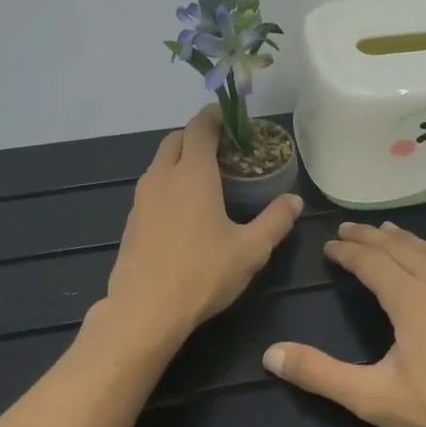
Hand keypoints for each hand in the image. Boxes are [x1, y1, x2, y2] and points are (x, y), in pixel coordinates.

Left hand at [97, 107, 303, 346]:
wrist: (145, 310)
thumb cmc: (202, 274)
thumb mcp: (251, 250)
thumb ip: (275, 221)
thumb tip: (294, 201)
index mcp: (192, 174)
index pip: (200, 128)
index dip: (214, 116)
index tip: (230, 116)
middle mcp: (162, 177)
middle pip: (175, 139)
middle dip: (197, 136)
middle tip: (223, 149)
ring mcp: (141, 199)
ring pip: (159, 163)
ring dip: (180, 160)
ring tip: (206, 178)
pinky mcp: (131, 221)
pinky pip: (151, 188)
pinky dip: (168, 183)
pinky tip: (184, 210)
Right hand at [263, 220, 425, 426]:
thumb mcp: (374, 398)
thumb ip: (320, 374)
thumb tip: (270, 354)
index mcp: (409, 299)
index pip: (370, 262)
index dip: (347, 252)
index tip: (329, 246)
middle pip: (401, 248)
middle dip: (372, 236)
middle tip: (350, 229)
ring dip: (408, 239)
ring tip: (390, 229)